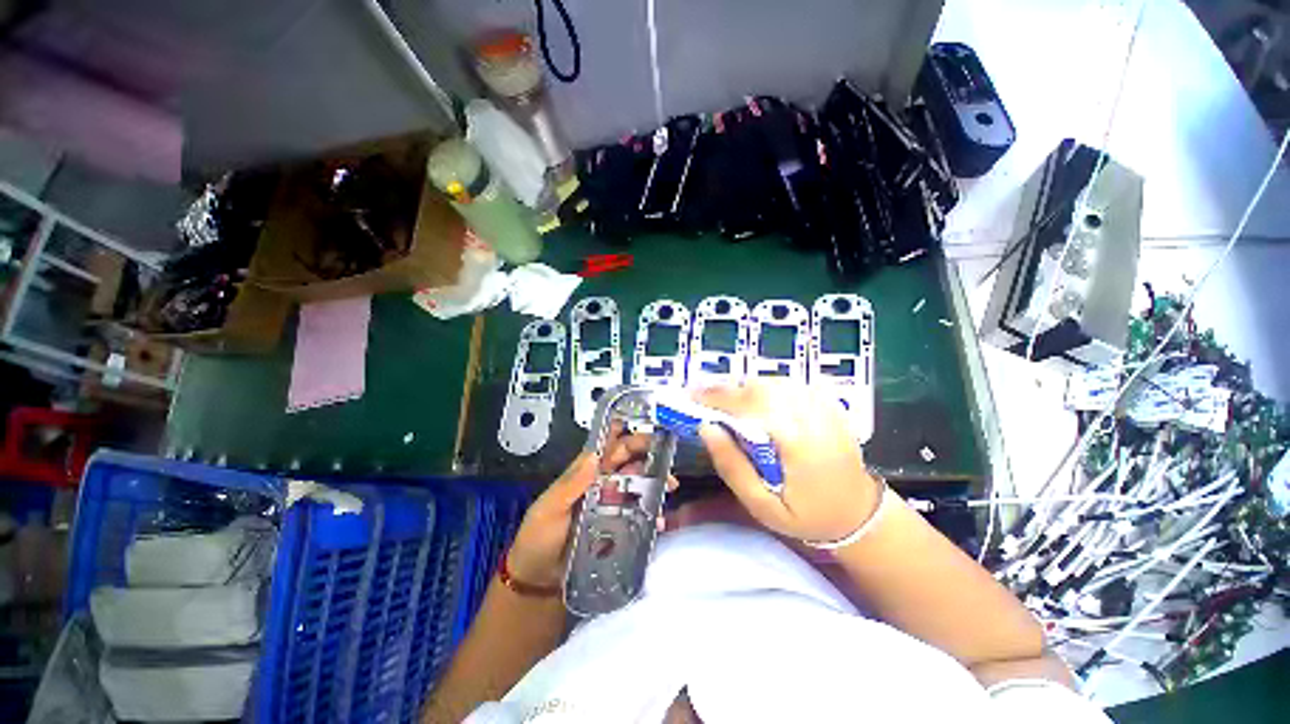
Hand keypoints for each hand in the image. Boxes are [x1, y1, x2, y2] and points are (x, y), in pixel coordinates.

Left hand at [507, 432, 677, 587]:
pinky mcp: (618, 527)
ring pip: (637, 486)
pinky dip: (651, 514)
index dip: (626, 435)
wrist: (538, 582)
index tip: (648, 429)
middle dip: (648, 456)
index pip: (608, 447)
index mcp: (584, 473)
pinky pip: (638, 515)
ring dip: (655, 482)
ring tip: (670, 485)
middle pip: (628, 463)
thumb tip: (594, 456)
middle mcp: (601, 484)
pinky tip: (659, 520)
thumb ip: (570, 485)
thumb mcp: (549, 509)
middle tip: (667, 458)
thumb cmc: (539, 538)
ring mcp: (611, 505)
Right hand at [695, 383, 880, 543]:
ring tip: (730, 407)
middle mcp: (812, 415)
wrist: (859, 514)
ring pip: (774, 381)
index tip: (691, 396)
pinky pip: (789, 384)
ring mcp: (824, 406)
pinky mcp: (828, 404)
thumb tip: (706, 428)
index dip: (716, 397)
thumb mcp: (762, 505)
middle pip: (761, 386)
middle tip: (707, 403)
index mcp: (797, 440)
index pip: (749, 404)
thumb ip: (732, 466)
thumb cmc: (808, 516)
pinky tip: (760, 406)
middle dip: (728, 391)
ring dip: (746, 389)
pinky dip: (767, 389)